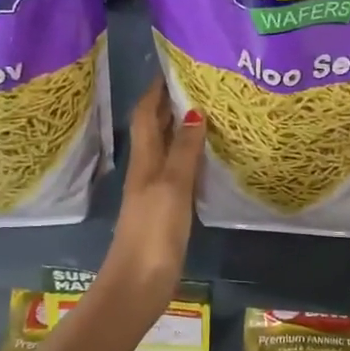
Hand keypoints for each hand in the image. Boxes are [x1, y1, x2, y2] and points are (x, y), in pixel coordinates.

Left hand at [96, 79, 205, 317]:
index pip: (146, 114)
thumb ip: (184, 151)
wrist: (137, 284)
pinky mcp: (164, 211)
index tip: (176, 66)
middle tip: (203, 86)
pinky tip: (208, 160)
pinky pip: (177, 172)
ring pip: (167, 150)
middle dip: (172, 104)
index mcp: (144, 160)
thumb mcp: (172, 186)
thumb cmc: (153, 232)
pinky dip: (190, 158)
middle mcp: (146, 170)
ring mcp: (154, 191)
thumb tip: (195, 110)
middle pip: (156, 129)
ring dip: (183, 130)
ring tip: (212, 114)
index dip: (156, 90)